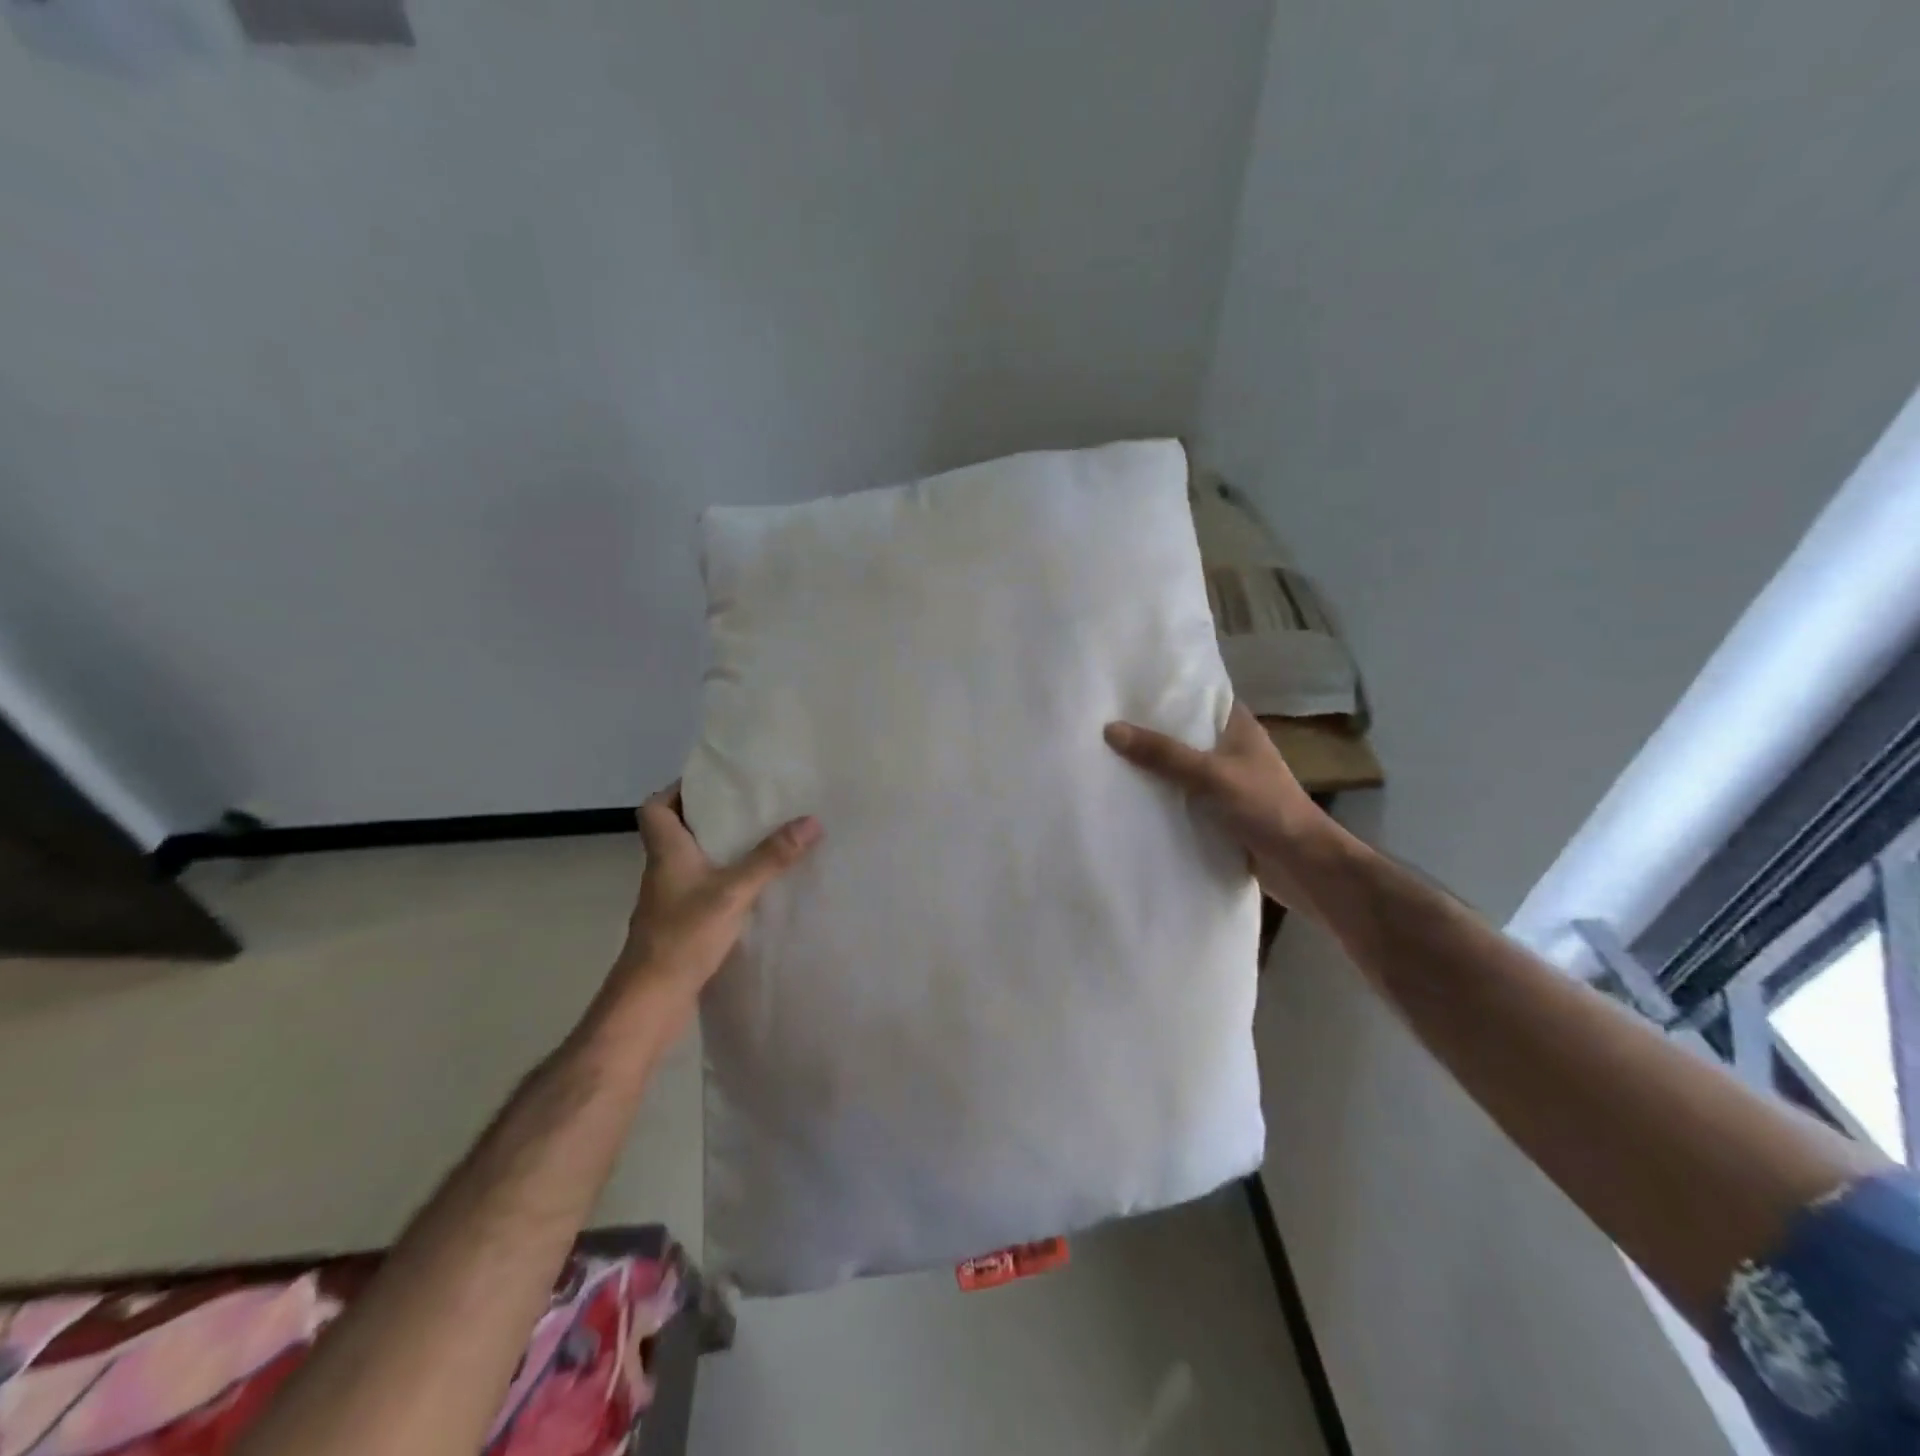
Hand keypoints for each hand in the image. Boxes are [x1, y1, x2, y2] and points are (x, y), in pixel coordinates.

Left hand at [601, 785, 821, 1034]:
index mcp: (667, 852)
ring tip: (759, 839)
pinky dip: (723, 880)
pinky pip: (702, 888)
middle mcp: (663, 870)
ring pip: (691, 861)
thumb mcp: (732, 891)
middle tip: (749, 807)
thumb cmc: (683, 936)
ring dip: (718, 849)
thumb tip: (810, 820)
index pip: (654, 808)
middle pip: (676, 831)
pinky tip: (754, 886)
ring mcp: (670, 900)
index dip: (676, 791)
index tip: (712, 784)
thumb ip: (770, 857)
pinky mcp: (680, 924)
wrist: (651, 1001)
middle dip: (709, 817)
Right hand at [1104, 703, 1332, 906]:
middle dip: (1149, 732)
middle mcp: (1231, 749)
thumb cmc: (1265, 807)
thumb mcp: (1211, 774)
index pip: (1199, 697)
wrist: (1302, 865)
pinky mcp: (1219, 812)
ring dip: (1152, 768)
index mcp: (1238, 727)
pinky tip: (1128, 797)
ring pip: (1180, 768)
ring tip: (1105, 756)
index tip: (1125, 689)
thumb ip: (1163, 754)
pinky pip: (1182, 797)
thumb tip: (1110, 729)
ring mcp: (1225, 782)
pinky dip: (1161, 797)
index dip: (1166, 691)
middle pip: (1183, 733)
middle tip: (1102, 722)